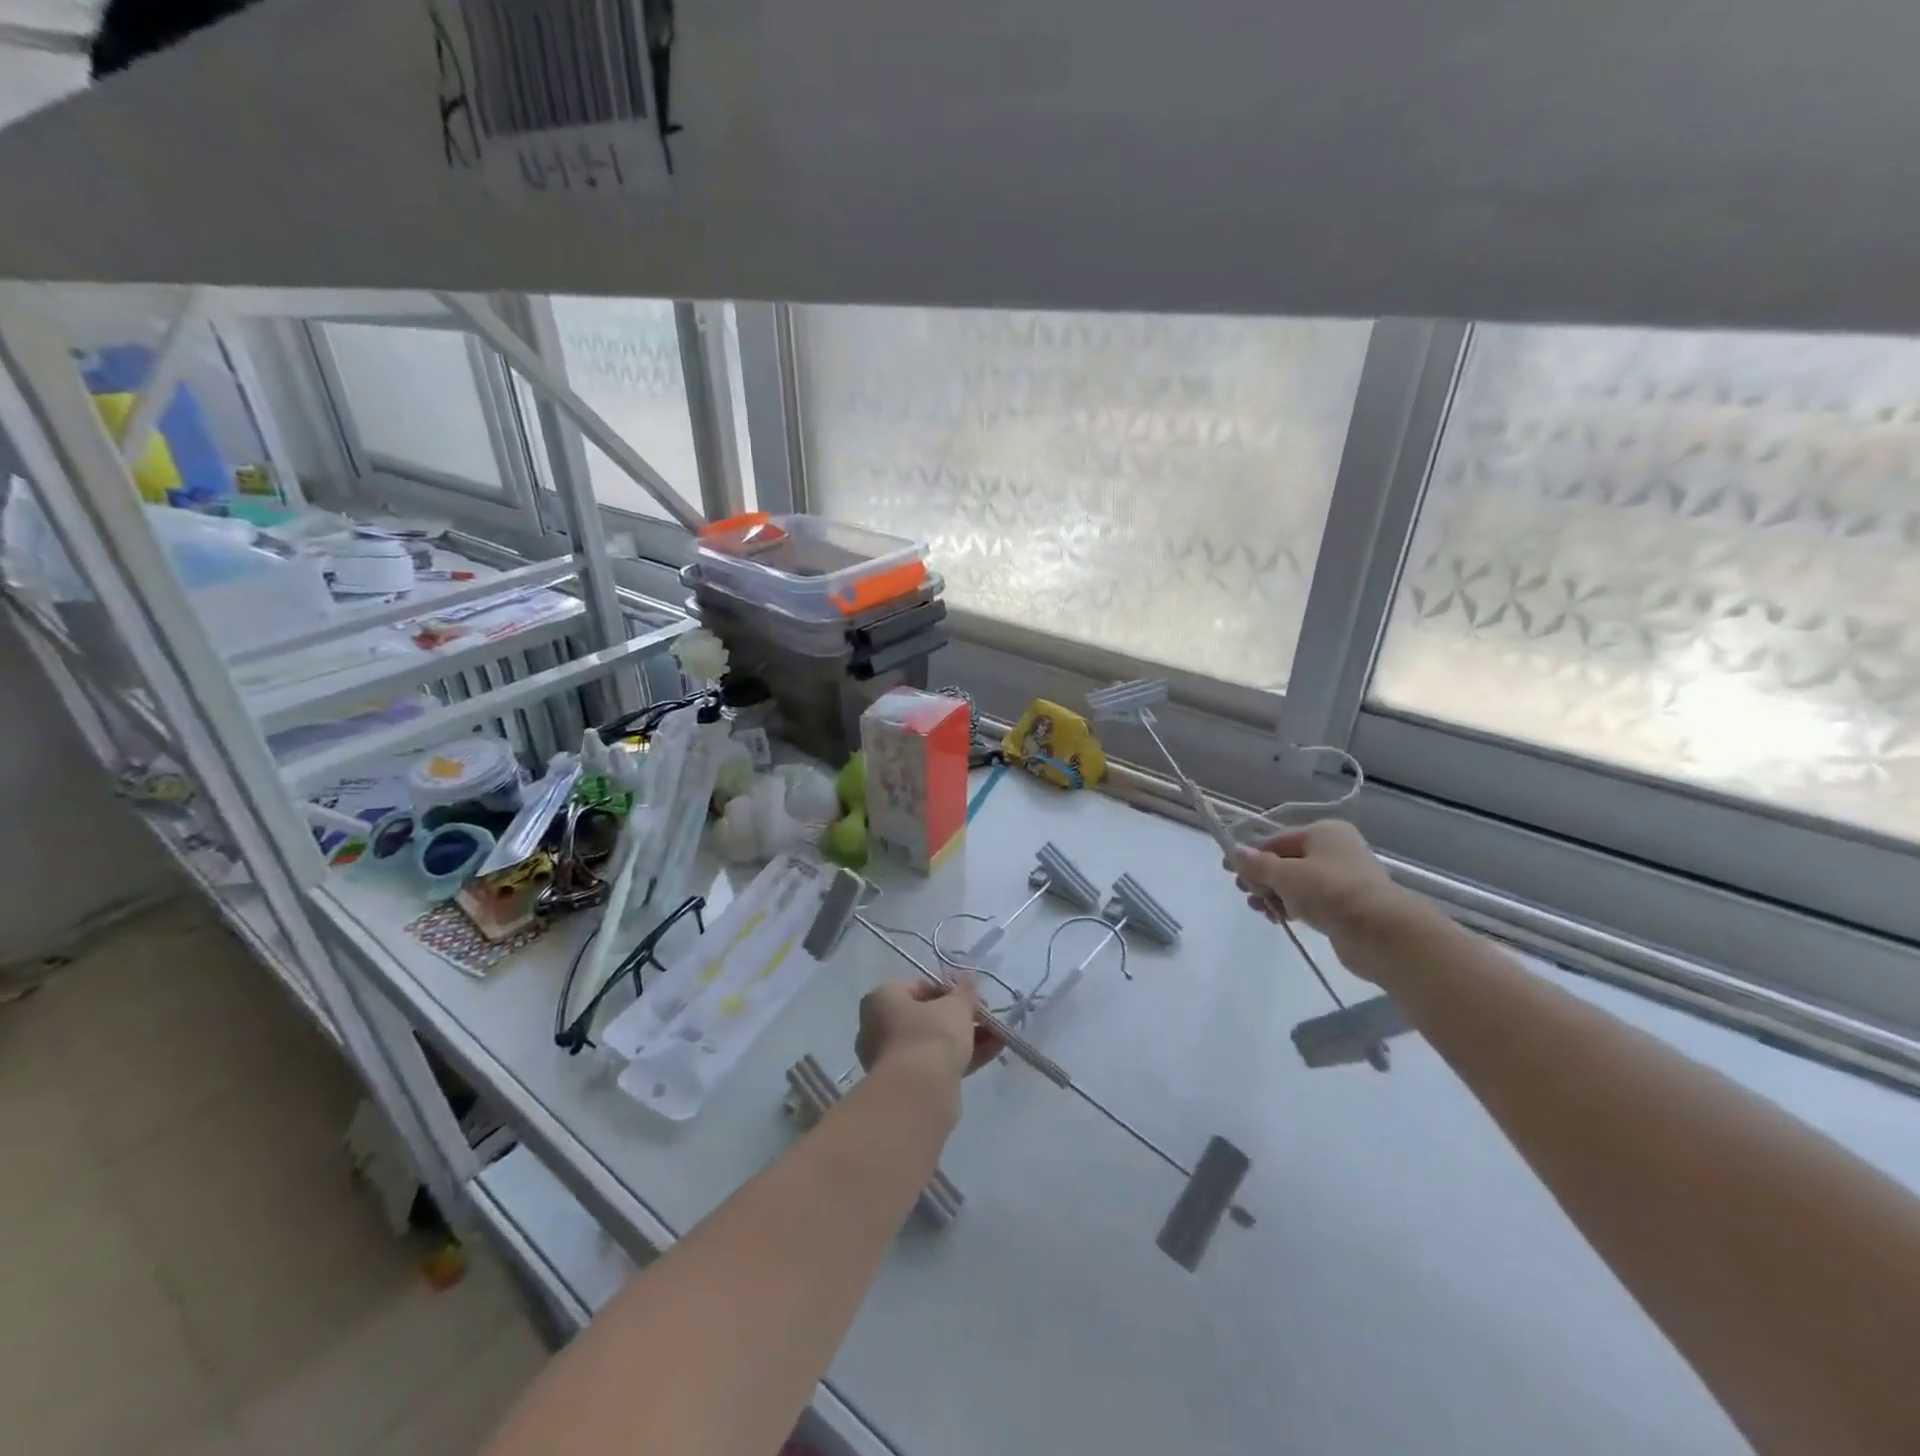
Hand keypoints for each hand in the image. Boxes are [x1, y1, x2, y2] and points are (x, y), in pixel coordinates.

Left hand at [855, 972, 1001, 1086]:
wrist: (919, 1095)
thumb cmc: (931, 1036)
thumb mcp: (955, 1007)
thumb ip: (965, 991)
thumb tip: (969, 976)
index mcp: (882, 999)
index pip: (919, 986)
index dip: (950, 990)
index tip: (973, 997)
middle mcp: (879, 1027)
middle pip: (927, 1016)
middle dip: (960, 1016)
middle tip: (986, 1016)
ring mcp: (892, 1058)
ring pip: (934, 1042)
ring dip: (966, 1037)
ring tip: (998, 1035)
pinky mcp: (907, 1084)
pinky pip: (937, 1062)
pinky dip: (962, 1056)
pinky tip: (993, 1051)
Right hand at [1227, 820, 1405, 952]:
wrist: (1383, 933)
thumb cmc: (1331, 892)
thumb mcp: (1285, 875)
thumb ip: (1256, 864)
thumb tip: (1235, 853)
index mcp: (1324, 832)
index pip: (1277, 840)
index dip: (1251, 854)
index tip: (1229, 870)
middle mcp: (1335, 851)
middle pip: (1287, 861)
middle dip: (1262, 877)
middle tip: (1245, 892)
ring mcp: (1343, 879)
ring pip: (1297, 883)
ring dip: (1274, 894)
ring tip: (1260, 909)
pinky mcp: (1346, 907)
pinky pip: (1310, 902)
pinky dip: (1292, 907)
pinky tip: (1278, 918)